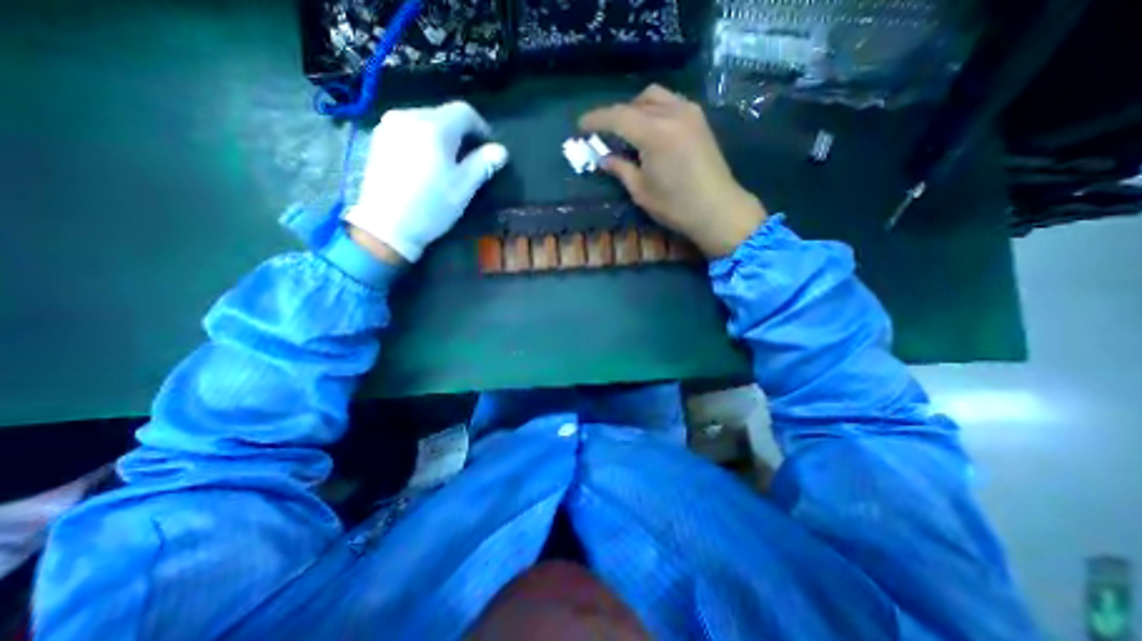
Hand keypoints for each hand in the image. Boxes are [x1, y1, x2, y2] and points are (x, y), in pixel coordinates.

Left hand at [346, 101, 511, 260]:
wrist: (386, 226)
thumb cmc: (431, 206)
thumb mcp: (463, 187)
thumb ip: (483, 164)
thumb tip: (501, 150)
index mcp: (434, 127)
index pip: (464, 111)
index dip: (481, 127)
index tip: (488, 147)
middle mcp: (409, 116)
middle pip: (443, 114)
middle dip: (460, 132)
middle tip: (469, 157)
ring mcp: (389, 126)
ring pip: (424, 120)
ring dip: (441, 135)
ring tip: (447, 161)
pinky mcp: (378, 138)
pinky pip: (408, 129)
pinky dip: (422, 139)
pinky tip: (424, 162)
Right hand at [581, 82, 764, 256]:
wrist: (718, 209)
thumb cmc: (676, 206)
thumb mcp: (641, 191)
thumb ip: (620, 169)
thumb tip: (603, 158)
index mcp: (654, 133)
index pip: (617, 117)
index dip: (596, 120)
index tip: (580, 126)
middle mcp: (672, 113)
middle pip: (635, 103)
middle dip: (615, 115)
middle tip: (604, 134)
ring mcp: (689, 113)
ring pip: (654, 97)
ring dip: (635, 108)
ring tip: (627, 130)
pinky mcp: (699, 119)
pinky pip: (670, 102)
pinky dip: (654, 109)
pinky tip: (650, 129)